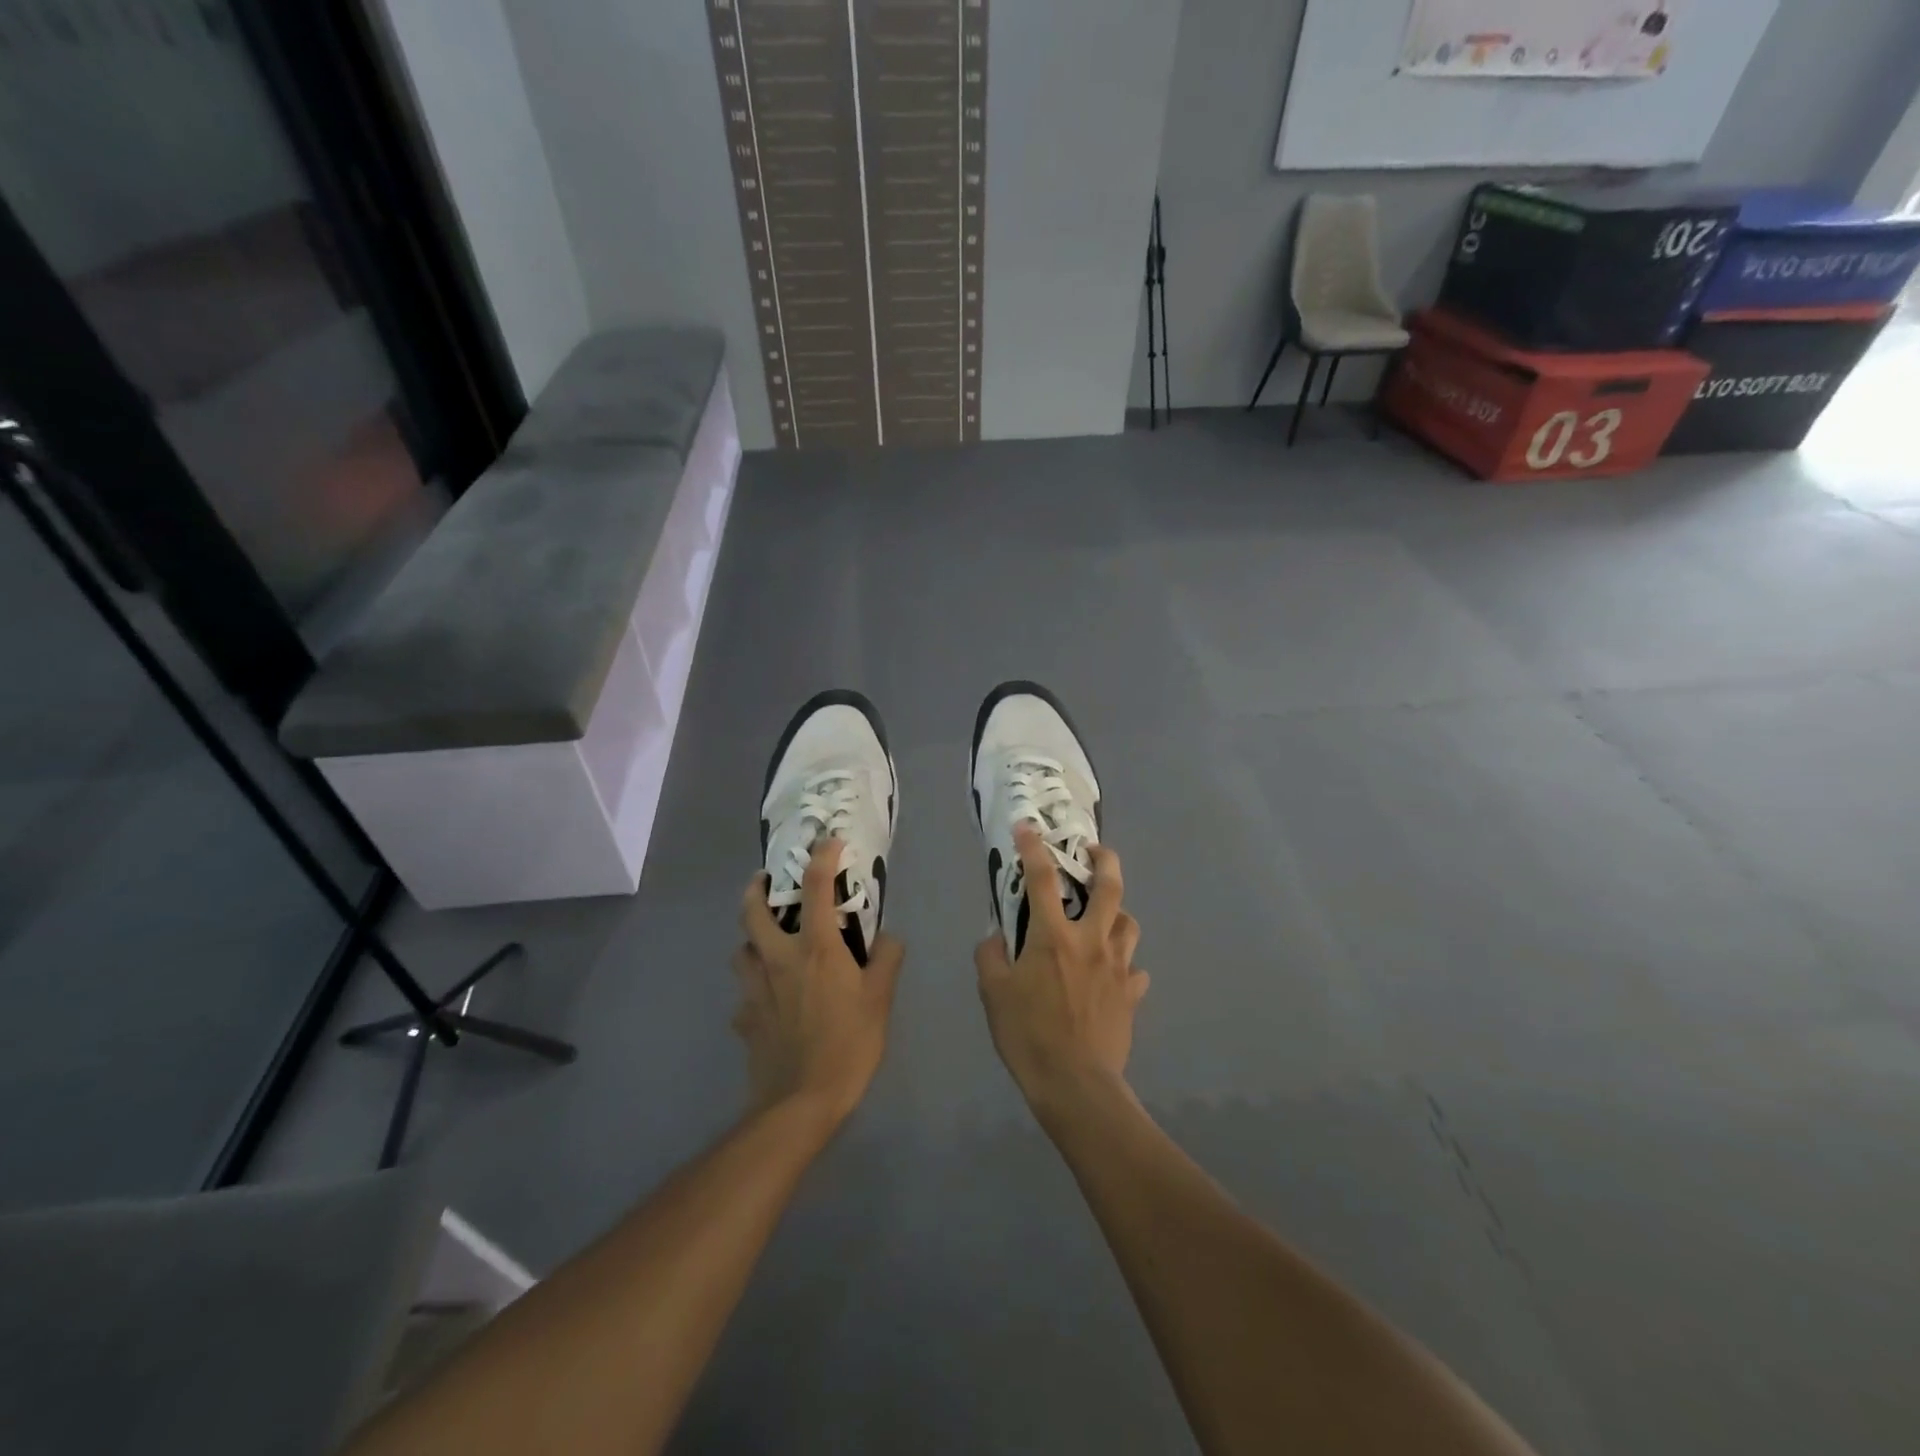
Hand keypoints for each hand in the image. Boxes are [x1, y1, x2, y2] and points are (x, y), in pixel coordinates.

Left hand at [735, 838, 904, 1127]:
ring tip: (767, 941)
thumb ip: (887, 961)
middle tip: (766, 881)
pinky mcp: (744, 1019)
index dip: (822, 858)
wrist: (799, 1102)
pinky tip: (768, 1000)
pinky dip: (754, 987)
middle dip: (755, 888)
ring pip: (741, 950)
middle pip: (752, 911)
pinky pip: (744, 993)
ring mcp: (755, 990)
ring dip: (751, 938)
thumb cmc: (848, 1045)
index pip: (815, 889)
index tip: (828, 842)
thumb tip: (889, 937)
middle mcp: (778, 959)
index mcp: (815, 949)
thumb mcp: (880, 1001)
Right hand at [975, 825, 1147, 1119]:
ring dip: (1116, 913)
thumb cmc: (1029, 1035)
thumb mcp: (993, 994)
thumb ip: (991, 956)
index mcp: (1054, 936)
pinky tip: (1113, 975)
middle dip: (1104, 859)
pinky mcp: (1132, 993)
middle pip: (1109, 887)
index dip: (1033, 847)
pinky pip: (1134, 970)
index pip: (1042, 879)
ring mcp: (1118, 966)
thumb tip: (996, 937)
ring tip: (1103, 918)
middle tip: (1094, 851)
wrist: (1076, 1084)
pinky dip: (1124, 965)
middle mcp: (1091, 940)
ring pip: (1129, 923)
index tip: (1027, 826)